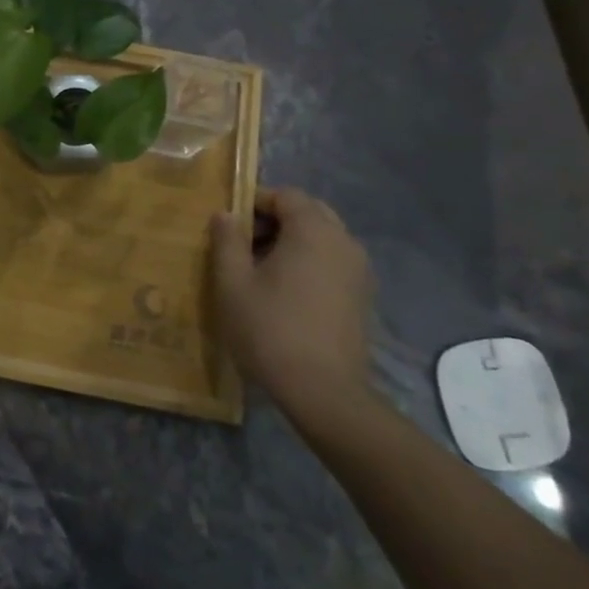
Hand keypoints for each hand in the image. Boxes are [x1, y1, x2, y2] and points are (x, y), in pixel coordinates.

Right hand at [209, 188, 374, 426]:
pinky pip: (333, 262)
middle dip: (276, 220)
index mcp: (313, 231)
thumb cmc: (270, 329)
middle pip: (309, 212)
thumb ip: (227, 240)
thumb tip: (225, 214)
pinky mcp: (363, 297)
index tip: (230, 225)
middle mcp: (344, 242)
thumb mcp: (232, 282)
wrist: (323, 392)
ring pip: (323, 238)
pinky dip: (309, 263)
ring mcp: (359, 271)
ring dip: (292, 242)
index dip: (255, 202)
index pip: (286, 195)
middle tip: (245, 245)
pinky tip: (286, 293)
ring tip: (262, 270)